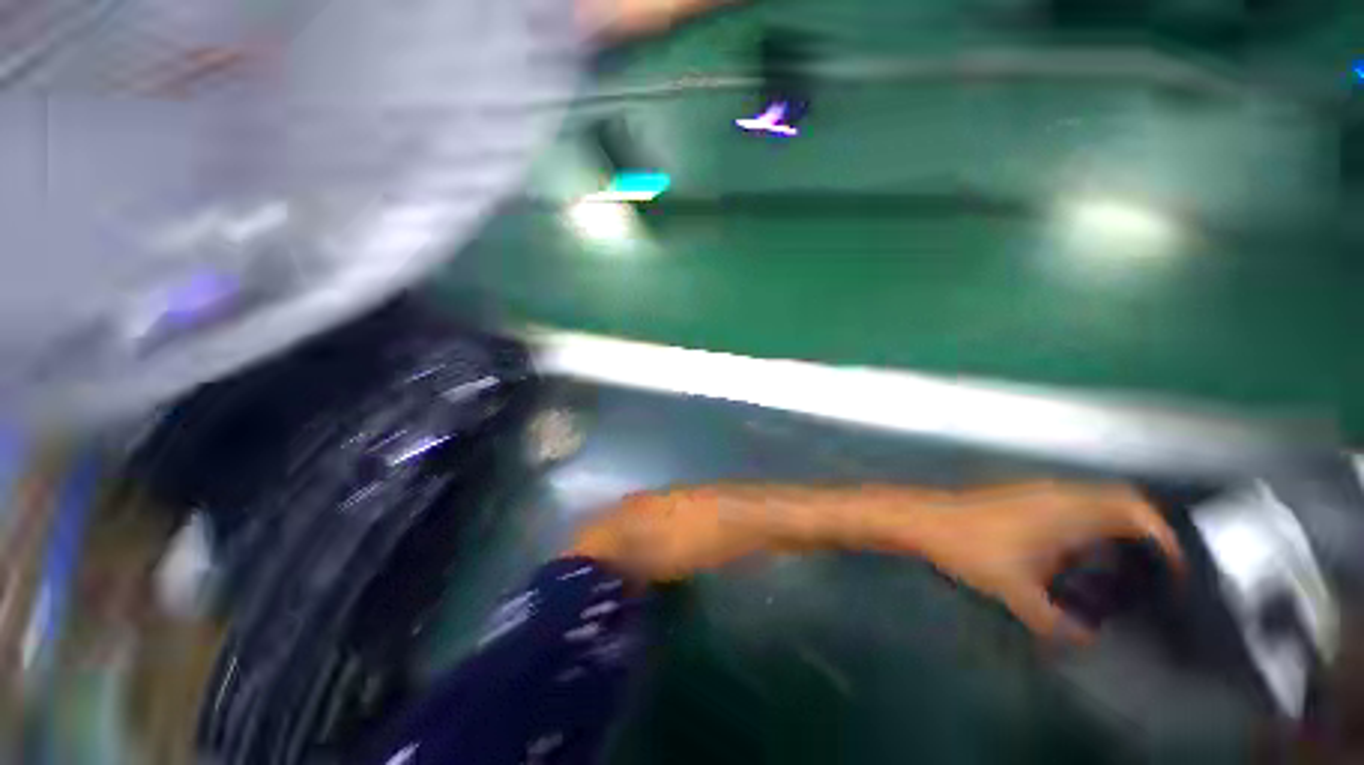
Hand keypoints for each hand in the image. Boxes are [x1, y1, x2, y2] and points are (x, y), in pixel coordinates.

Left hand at [907, 481, 1183, 642]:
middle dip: (1148, 529)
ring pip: (1095, 499)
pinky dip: (1091, 520)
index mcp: (1068, 510)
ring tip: (1127, 562)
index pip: (1135, 509)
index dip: (1166, 535)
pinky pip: (1072, 502)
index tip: (1178, 568)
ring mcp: (1036, 490)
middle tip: (1159, 566)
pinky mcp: (1020, 494)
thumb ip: (1057, 623)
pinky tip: (1081, 551)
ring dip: (1118, 523)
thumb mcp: (1018, 594)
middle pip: (1121, 499)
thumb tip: (1088, 641)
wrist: (924, 519)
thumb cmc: (971, 550)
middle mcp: (1058, 493)